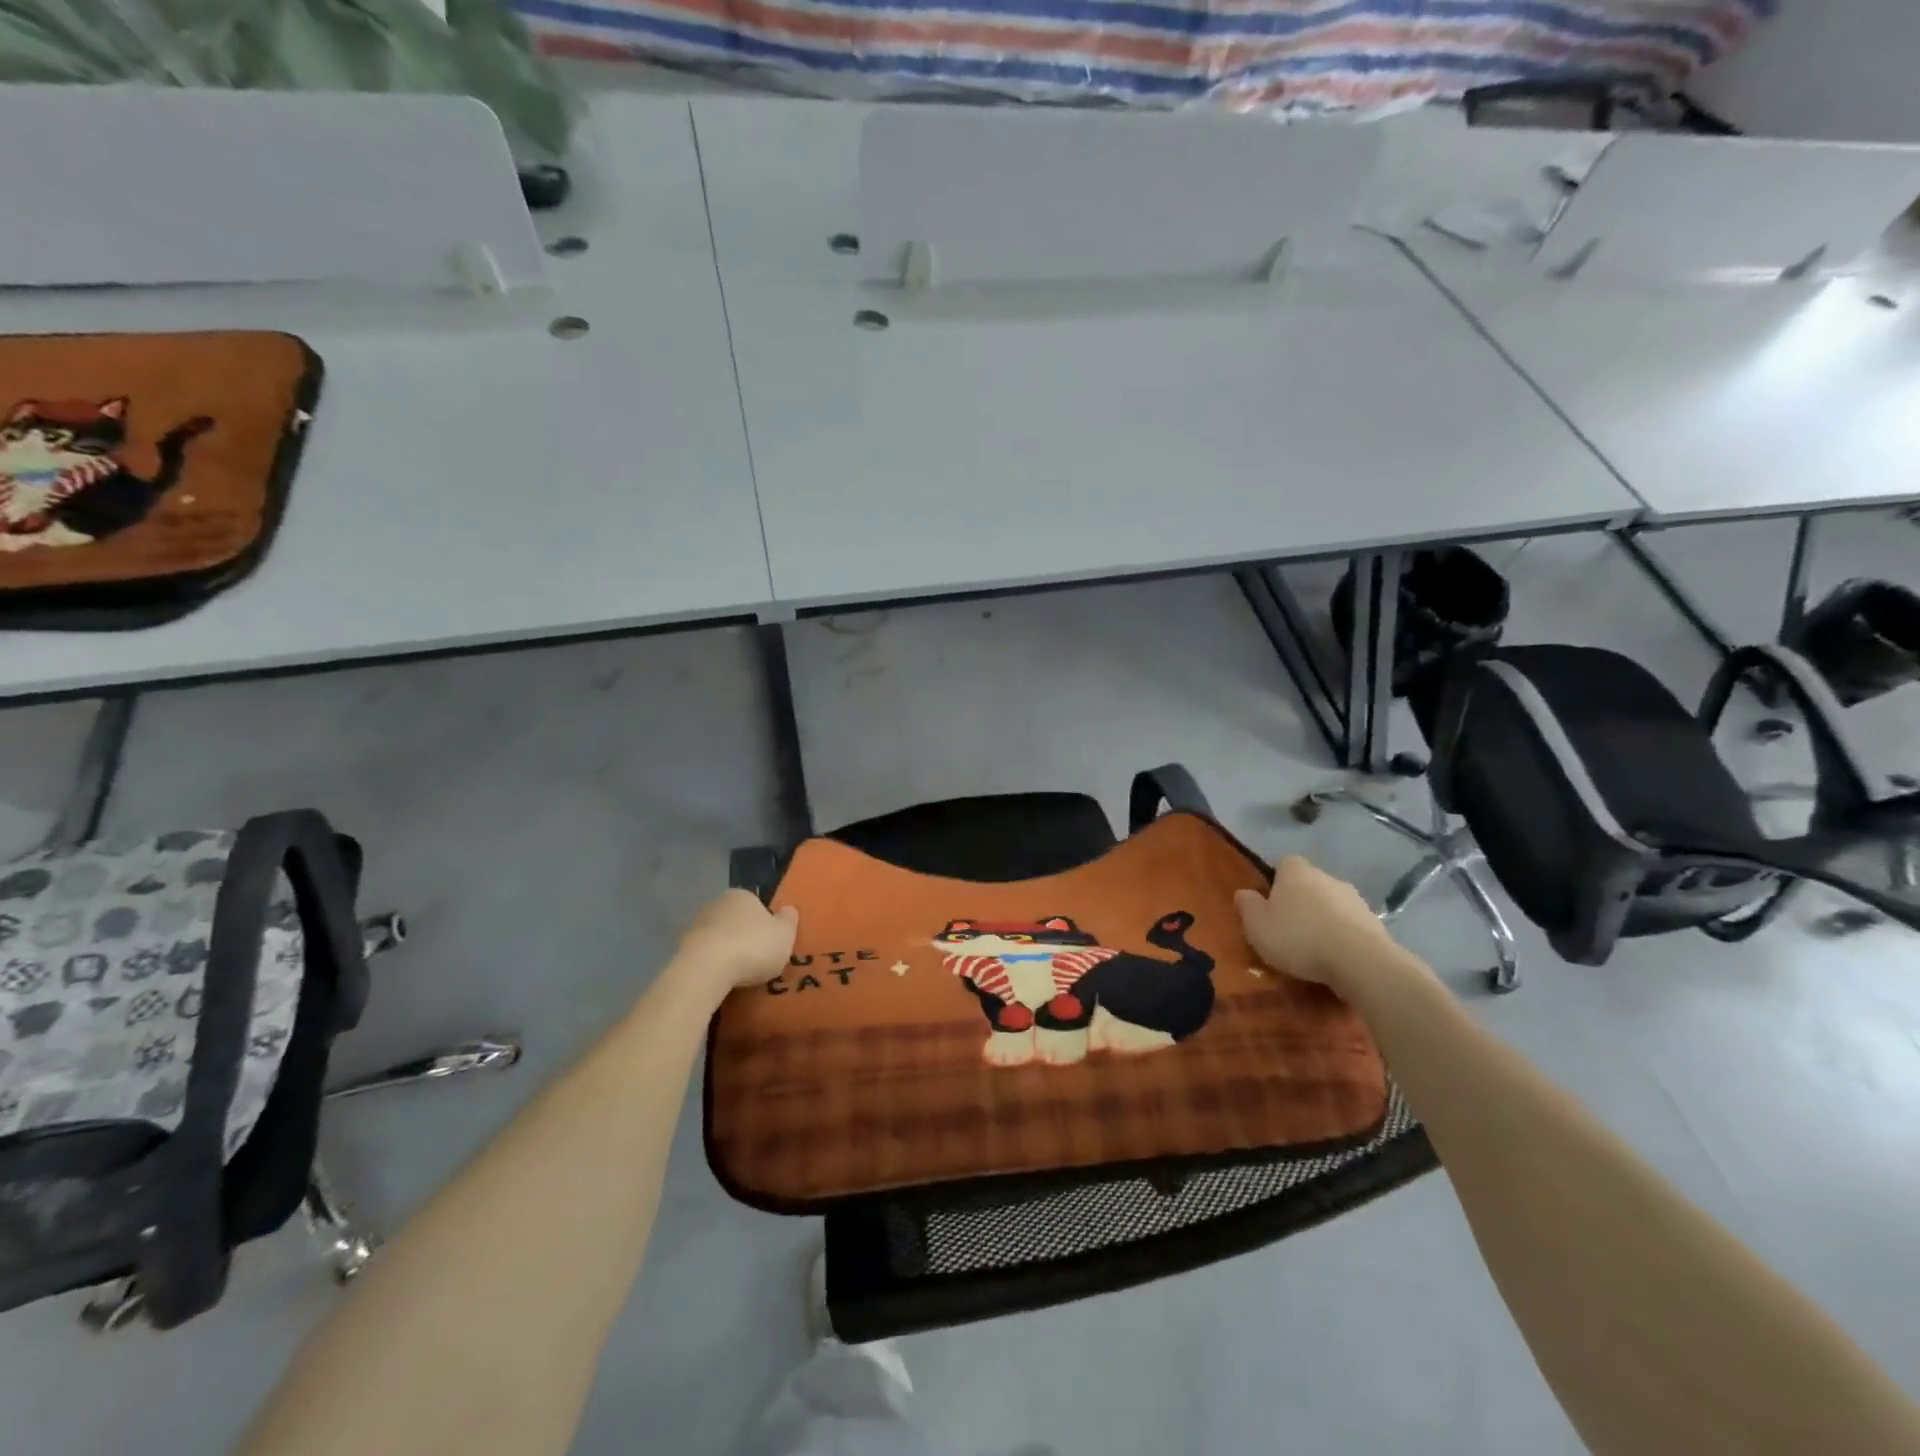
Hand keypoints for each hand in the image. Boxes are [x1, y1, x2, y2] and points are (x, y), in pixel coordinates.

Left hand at [673, 891, 798, 999]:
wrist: (706, 969)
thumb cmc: (752, 946)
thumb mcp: (785, 934)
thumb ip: (789, 920)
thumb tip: (788, 910)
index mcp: (742, 895)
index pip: (757, 904)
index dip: (766, 923)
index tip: (771, 942)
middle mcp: (717, 904)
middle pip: (736, 920)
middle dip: (745, 936)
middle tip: (757, 959)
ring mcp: (696, 926)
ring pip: (719, 938)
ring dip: (728, 952)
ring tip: (740, 975)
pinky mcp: (682, 950)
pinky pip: (705, 956)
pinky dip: (713, 966)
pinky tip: (722, 981)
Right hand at [1235, 856, 1398, 991]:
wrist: (1359, 960)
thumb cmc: (1298, 937)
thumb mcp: (1257, 926)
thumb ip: (1248, 906)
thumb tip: (1243, 893)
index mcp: (1296, 872)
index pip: (1285, 863)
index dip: (1277, 880)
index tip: (1271, 901)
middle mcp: (1326, 877)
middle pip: (1310, 883)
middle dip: (1301, 900)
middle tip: (1289, 927)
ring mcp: (1354, 899)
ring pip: (1332, 903)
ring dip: (1324, 918)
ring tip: (1314, 946)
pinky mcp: (1374, 922)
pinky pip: (1350, 924)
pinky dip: (1343, 935)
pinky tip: (1336, 957)